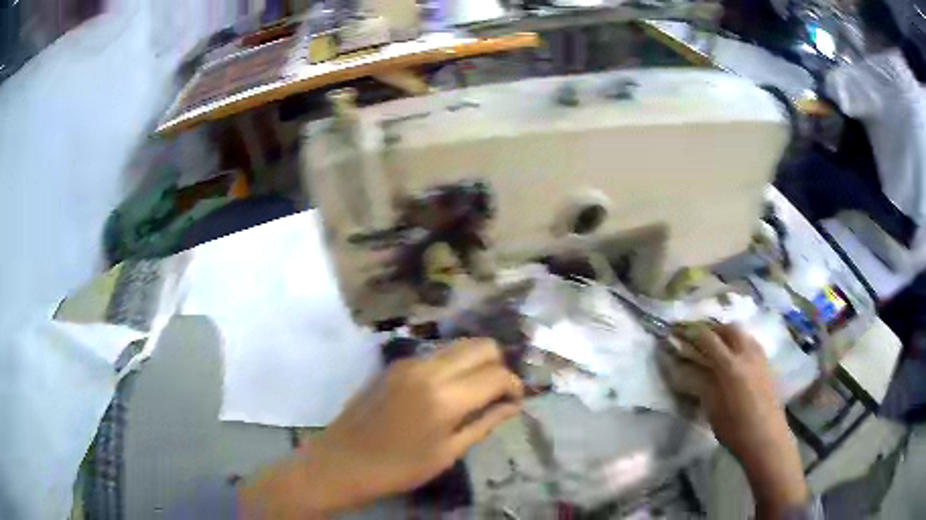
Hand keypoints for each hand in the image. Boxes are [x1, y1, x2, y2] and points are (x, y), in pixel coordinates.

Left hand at [239, 339, 522, 517]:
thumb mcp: (447, 453)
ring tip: (475, 393)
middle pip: (481, 345)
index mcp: (445, 397)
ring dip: (476, 363)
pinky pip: (436, 354)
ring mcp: (409, 362)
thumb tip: (512, 405)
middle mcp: (429, 369)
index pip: (497, 375)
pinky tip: (447, 391)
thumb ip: (484, 423)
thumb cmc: (398, 468)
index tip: (516, 401)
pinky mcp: (395, 364)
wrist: (342, 460)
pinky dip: (453, 366)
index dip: (515, 386)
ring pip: (459, 345)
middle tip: (497, 394)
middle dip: (499, 365)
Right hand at [660, 322, 808, 517]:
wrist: (766, 438)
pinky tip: (737, 358)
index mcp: (730, 367)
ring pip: (744, 334)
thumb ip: (703, 384)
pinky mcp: (768, 365)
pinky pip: (753, 344)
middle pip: (730, 328)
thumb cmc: (735, 430)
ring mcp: (760, 358)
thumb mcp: (713, 409)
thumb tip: (689, 369)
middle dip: (714, 328)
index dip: (694, 332)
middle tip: (701, 337)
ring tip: (719, 346)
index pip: (709, 339)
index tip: (681, 330)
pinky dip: (741, 343)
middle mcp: (747, 355)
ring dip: (729, 334)